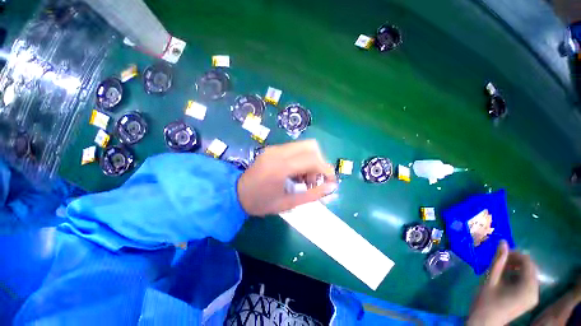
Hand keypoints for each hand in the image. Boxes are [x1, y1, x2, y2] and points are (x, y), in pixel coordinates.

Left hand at [237, 140, 336, 215]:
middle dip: (319, 163)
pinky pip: (295, 149)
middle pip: (311, 146)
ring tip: (305, 179)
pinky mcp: (273, 149)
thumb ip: (313, 194)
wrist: (235, 194)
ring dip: (311, 160)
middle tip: (315, 180)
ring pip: (304, 146)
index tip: (331, 181)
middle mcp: (278, 152)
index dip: (326, 169)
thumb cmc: (261, 203)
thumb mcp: (288, 203)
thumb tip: (332, 186)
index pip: (313, 159)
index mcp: (280, 167)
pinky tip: (296, 173)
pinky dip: (302, 159)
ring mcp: (274, 148)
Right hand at [467, 240, 538, 325]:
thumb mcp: (490, 279)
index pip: (527, 263)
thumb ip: (498, 261)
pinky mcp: (529, 300)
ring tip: (501, 268)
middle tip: (500, 260)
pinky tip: (506, 278)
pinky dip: (518, 276)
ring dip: (516, 268)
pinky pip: (528, 282)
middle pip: (530, 268)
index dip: (515, 254)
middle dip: (516, 261)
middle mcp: (535, 292)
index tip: (500, 253)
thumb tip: (503, 242)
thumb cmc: (486, 301)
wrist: (485, 322)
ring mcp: (533, 297)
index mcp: (528, 288)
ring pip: (529, 274)